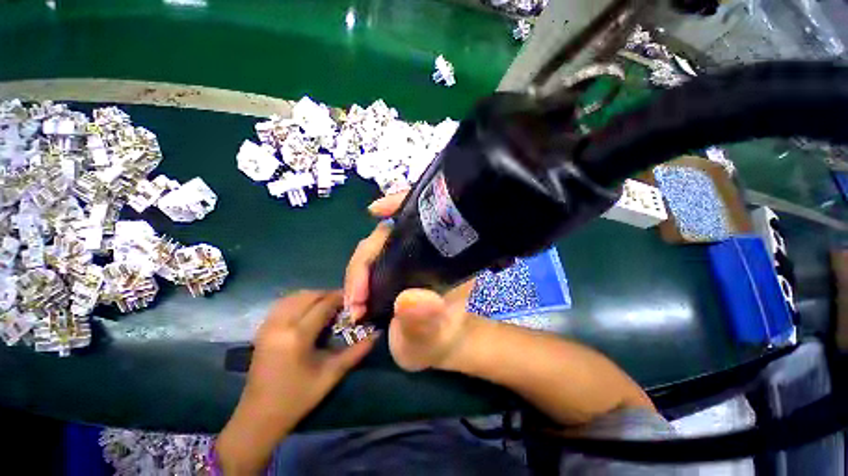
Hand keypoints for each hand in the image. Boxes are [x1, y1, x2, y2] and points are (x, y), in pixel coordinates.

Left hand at [245, 291, 374, 421]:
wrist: (259, 416)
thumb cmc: (298, 397)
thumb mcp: (332, 374)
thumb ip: (357, 351)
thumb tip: (377, 333)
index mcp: (298, 336)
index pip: (324, 304)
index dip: (341, 298)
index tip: (354, 299)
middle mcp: (281, 324)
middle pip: (309, 296)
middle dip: (328, 295)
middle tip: (343, 303)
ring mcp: (268, 325)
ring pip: (294, 296)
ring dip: (314, 296)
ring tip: (328, 305)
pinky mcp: (262, 329)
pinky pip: (283, 304)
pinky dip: (299, 300)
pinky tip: (308, 310)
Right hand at [344, 191, 475, 370]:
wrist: (436, 348)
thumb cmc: (440, 339)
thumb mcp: (433, 334)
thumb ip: (424, 320)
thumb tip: (408, 299)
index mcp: (441, 255)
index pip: (422, 217)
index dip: (399, 205)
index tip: (374, 211)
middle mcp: (422, 250)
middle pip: (387, 236)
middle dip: (364, 262)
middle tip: (356, 299)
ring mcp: (405, 259)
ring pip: (374, 250)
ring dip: (356, 274)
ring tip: (354, 305)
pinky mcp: (392, 271)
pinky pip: (370, 264)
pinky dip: (357, 277)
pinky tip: (354, 296)